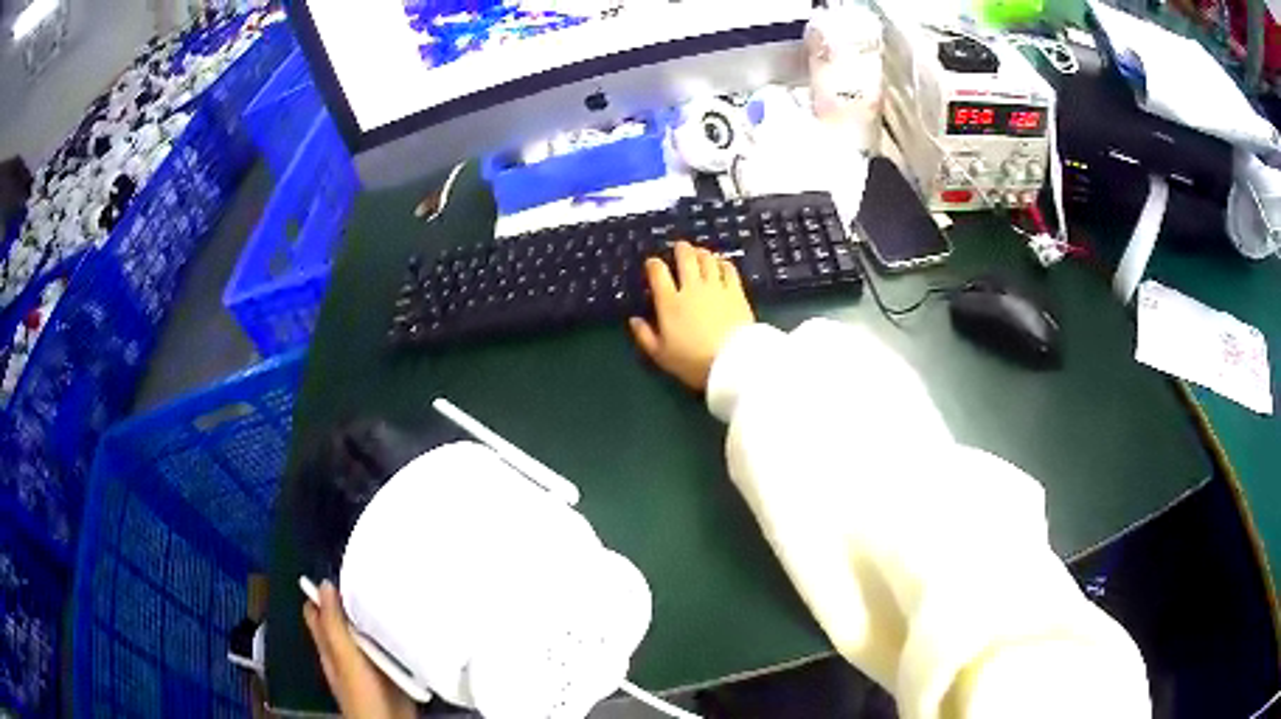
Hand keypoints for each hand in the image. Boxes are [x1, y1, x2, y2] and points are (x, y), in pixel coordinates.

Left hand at [303, 581, 416, 718]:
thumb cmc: (363, 694)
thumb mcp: (345, 658)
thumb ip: (334, 625)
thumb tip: (325, 584)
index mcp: (329, 646)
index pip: (317, 611)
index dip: (324, 592)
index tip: (344, 572)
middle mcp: (347, 651)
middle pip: (345, 619)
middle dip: (356, 601)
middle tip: (377, 578)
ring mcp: (369, 662)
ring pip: (369, 632)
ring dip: (379, 618)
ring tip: (397, 595)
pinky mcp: (391, 671)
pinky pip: (392, 647)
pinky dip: (398, 636)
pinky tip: (411, 626)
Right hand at [630, 241, 755, 390]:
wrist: (732, 363)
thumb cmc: (693, 362)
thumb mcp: (661, 355)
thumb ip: (645, 336)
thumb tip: (634, 320)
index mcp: (669, 303)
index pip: (658, 272)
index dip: (654, 264)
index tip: (653, 263)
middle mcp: (691, 288)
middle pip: (685, 258)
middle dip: (681, 249)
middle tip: (680, 247)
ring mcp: (716, 287)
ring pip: (707, 259)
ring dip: (701, 253)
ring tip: (699, 253)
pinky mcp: (736, 292)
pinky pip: (729, 269)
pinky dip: (723, 263)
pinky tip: (721, 264)